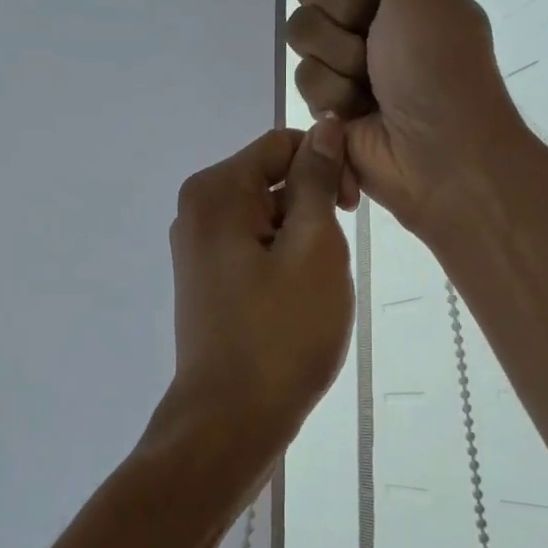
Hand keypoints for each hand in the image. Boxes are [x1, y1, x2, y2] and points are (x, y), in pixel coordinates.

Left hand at [163, 123, 355, 454]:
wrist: (231, 420)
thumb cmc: (280, 332)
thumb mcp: (313, 248)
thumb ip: (316, 180)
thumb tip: (322, 127)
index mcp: (215, 192)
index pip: (283, 144)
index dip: (327, 166)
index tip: (352, 212)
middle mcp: (196, 212)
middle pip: (272, 181)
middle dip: (313, 210)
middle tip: (330, 263)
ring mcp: (196, 250)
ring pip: (268, 220)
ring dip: (302, 243)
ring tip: (312, 290)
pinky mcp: (207, 283)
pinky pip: (255, 252)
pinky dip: (283, 266)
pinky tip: (295, 304)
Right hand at [287, 0, 527, 234]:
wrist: (441, 152)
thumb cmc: (439, 64)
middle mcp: (367, 19)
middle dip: (341, 12)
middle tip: (375, 38)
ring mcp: (346, 64)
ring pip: (302, 37)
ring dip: (339, 59)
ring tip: (371, 87)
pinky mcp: (328, 107)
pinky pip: (304, 82)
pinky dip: (334, 96)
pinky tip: (358, 115)